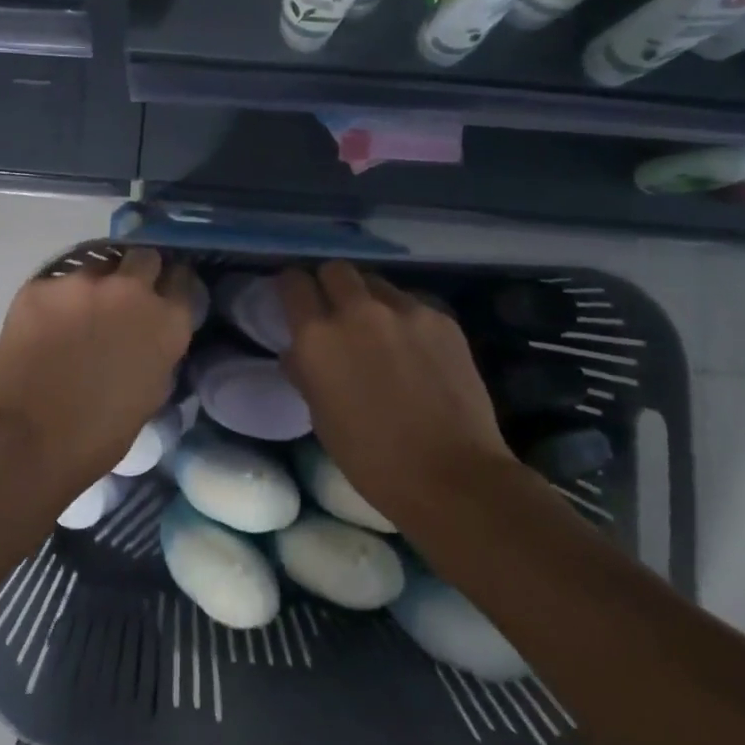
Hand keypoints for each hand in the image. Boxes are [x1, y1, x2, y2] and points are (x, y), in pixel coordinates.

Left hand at [0, 247, 198, 490]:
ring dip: (94, 286)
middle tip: (123, 297)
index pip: (182, 279)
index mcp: (166, 322)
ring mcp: (83, 283)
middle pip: (144, 257)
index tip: (162, 293)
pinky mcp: (41, 285)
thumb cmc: (97, 436)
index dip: (172, 285)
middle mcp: (131, 290)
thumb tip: (148, 335)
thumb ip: (157, 351)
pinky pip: (56, 283)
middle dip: (138, 271)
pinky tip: (44, 327)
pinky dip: (55, 301)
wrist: (25, 440)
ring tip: (77, 314)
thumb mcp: (150, 393)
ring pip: (97, 266)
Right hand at [278, 262, 515, 526]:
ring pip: (377, 283)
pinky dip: (405, 319)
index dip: (292, 288)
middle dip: (331, 284)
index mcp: (318, 336)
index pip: (294, 282)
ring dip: (369, 299)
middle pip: (336, 269)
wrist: (451, 476)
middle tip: (336, 311)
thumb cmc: (372, 459)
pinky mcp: (442, 319)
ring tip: (379, 330)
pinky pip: (412, 304)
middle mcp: (357, 310)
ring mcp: (404, 310)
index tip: (295, 301)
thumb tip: (298, 351)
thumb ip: (305, 371)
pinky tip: (416, 350)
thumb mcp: (321, 417)